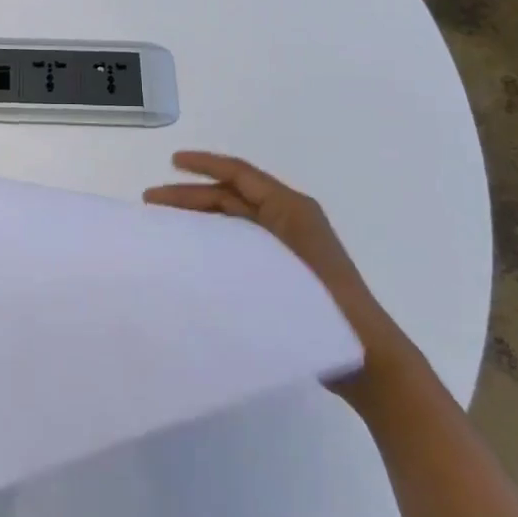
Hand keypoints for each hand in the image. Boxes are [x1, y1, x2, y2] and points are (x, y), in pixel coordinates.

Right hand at [144, 151, 412, 388]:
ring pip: (235, 219)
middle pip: (232, 195)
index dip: (204, 164)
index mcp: (291, 208)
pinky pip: (243, 242)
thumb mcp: (278, 262)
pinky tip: (195, 255)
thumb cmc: (325, 306)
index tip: (172, 161)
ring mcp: (289, 244)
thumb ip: (238, 241)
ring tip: (167, 226)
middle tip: (151, 202)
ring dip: (200, 217)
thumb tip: (193, 234)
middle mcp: (290, 219)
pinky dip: (216, 239)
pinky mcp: (286, 270)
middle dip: (191, 194)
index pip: (240, 174)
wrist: (366, 355)